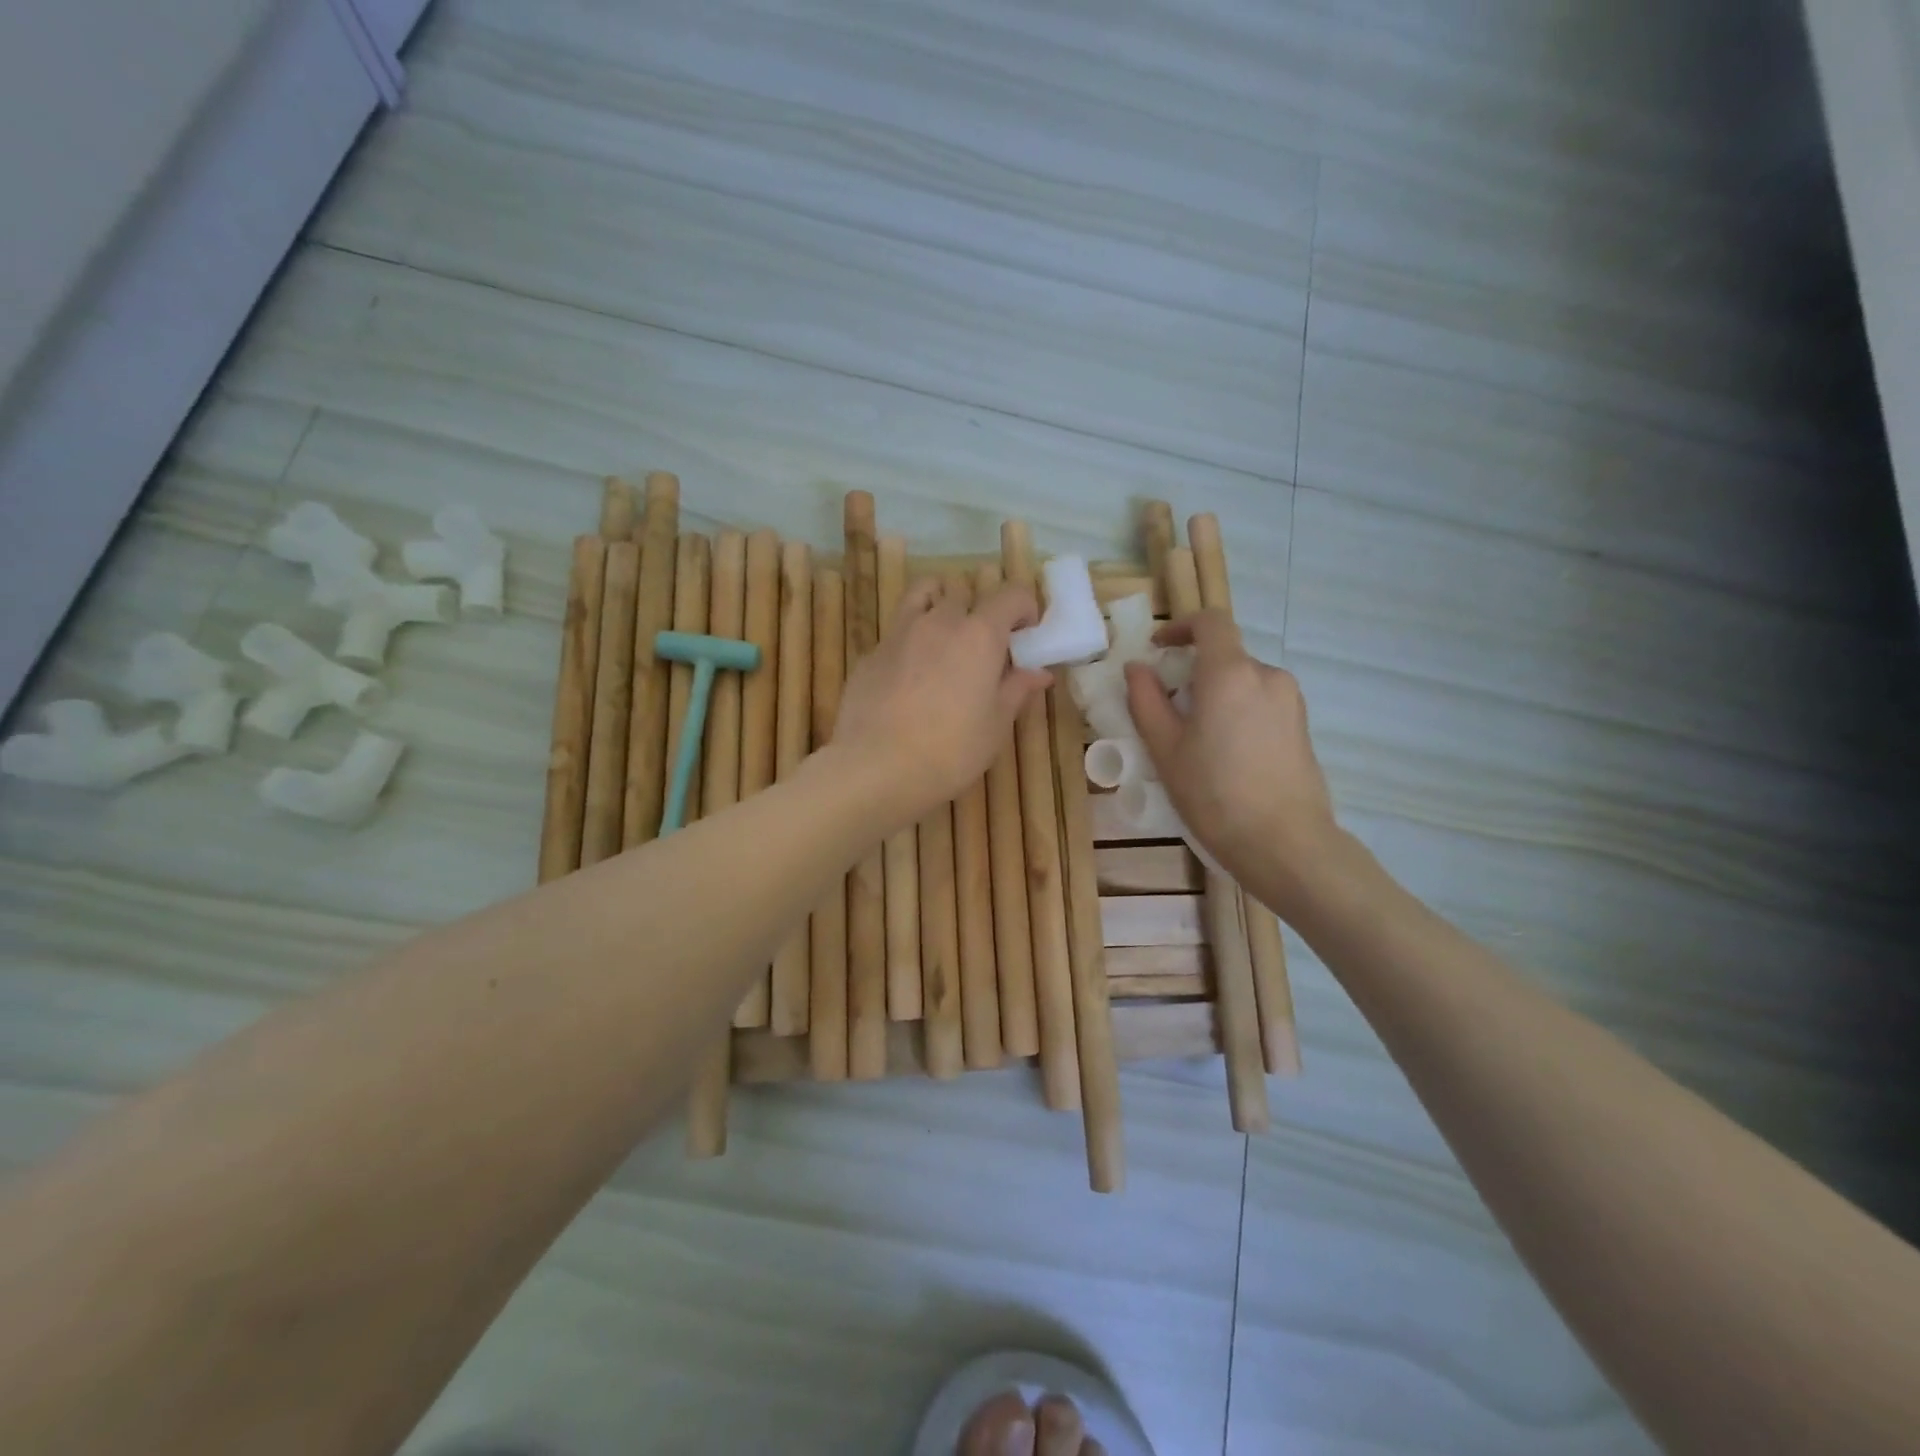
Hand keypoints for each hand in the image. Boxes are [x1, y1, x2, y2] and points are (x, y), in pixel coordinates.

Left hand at [831, 576, 1051, 827]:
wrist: (875, 767)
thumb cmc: (950, 751)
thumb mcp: (995, 726)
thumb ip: (1016, 690)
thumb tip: (1039, 672)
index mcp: (979, 634)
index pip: (1011, 594)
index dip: (1025, 608)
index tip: (1027, 634)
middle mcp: (939, 621)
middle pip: (964, 592)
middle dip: (980, 609)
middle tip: (986, 646)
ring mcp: (899, 633)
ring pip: (923, 594)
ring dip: (940, 604)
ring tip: (946, 639)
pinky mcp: (871, 653)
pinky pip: (897, 630)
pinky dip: (911, 638)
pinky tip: (911, 675)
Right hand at [1124, 611, 1338, 907]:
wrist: (1284, 843)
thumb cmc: (1214, 794)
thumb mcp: (1165, 748)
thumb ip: (1146, 700)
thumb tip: (1137, 668)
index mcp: (1230, 673)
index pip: (1210, 621)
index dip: (1181, 626)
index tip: (1158, 649)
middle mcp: (1267, 675)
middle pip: (1225, 656)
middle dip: (1194, 672)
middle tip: (1168, 711)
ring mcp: (1291, 701)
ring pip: (1244, 682)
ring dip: (1217, 695)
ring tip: (1197, 741)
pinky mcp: (1302, 726)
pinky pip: (1262, 703)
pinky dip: (1238, 712)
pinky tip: (1227, 756)